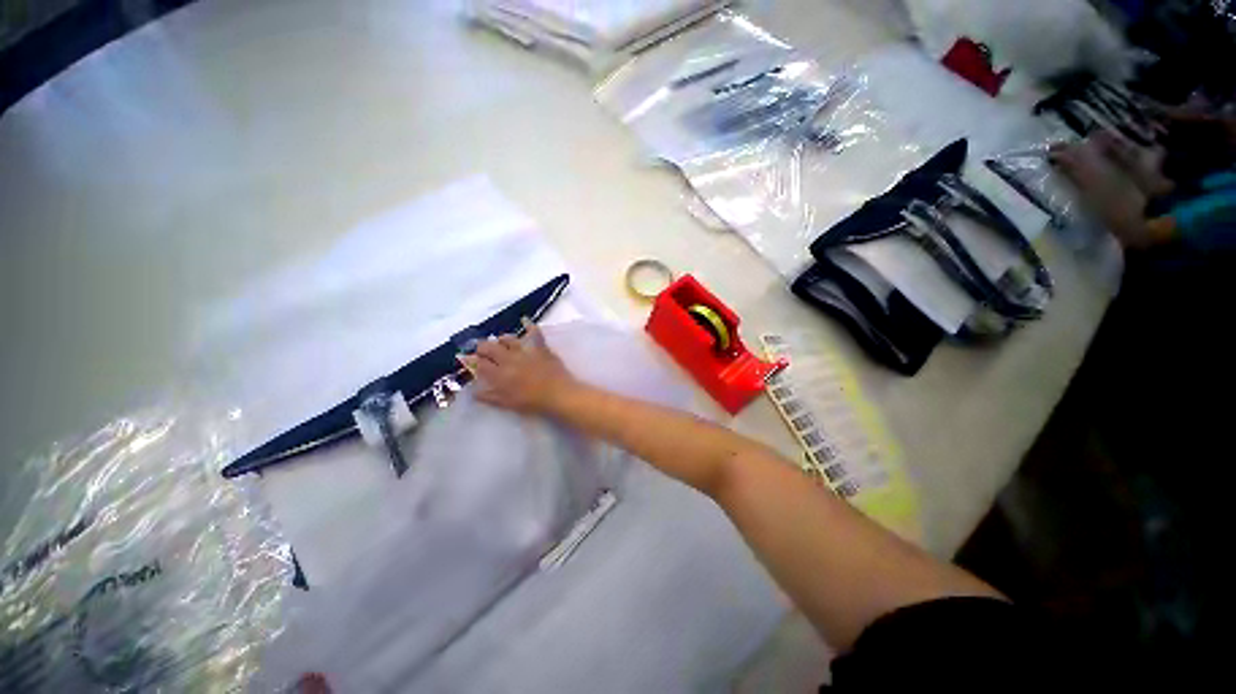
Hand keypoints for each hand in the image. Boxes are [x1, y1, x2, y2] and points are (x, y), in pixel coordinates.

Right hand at [460, 318, 577, 412]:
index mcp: (500, 374)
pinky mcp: (541, 348)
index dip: (471, 360)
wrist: (558, 394)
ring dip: (501, 339)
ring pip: (508, 339)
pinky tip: (524, 320)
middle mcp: (509, 359)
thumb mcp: (507, 403)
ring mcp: (525, 351)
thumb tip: (474, 392)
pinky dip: (529, 325)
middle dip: (482, 347)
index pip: (480, 363)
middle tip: (481, 349)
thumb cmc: (532, 402)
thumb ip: (489, 397)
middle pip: (490, 347)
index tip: (466, 358)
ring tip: (499, 340)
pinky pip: (534, 333)